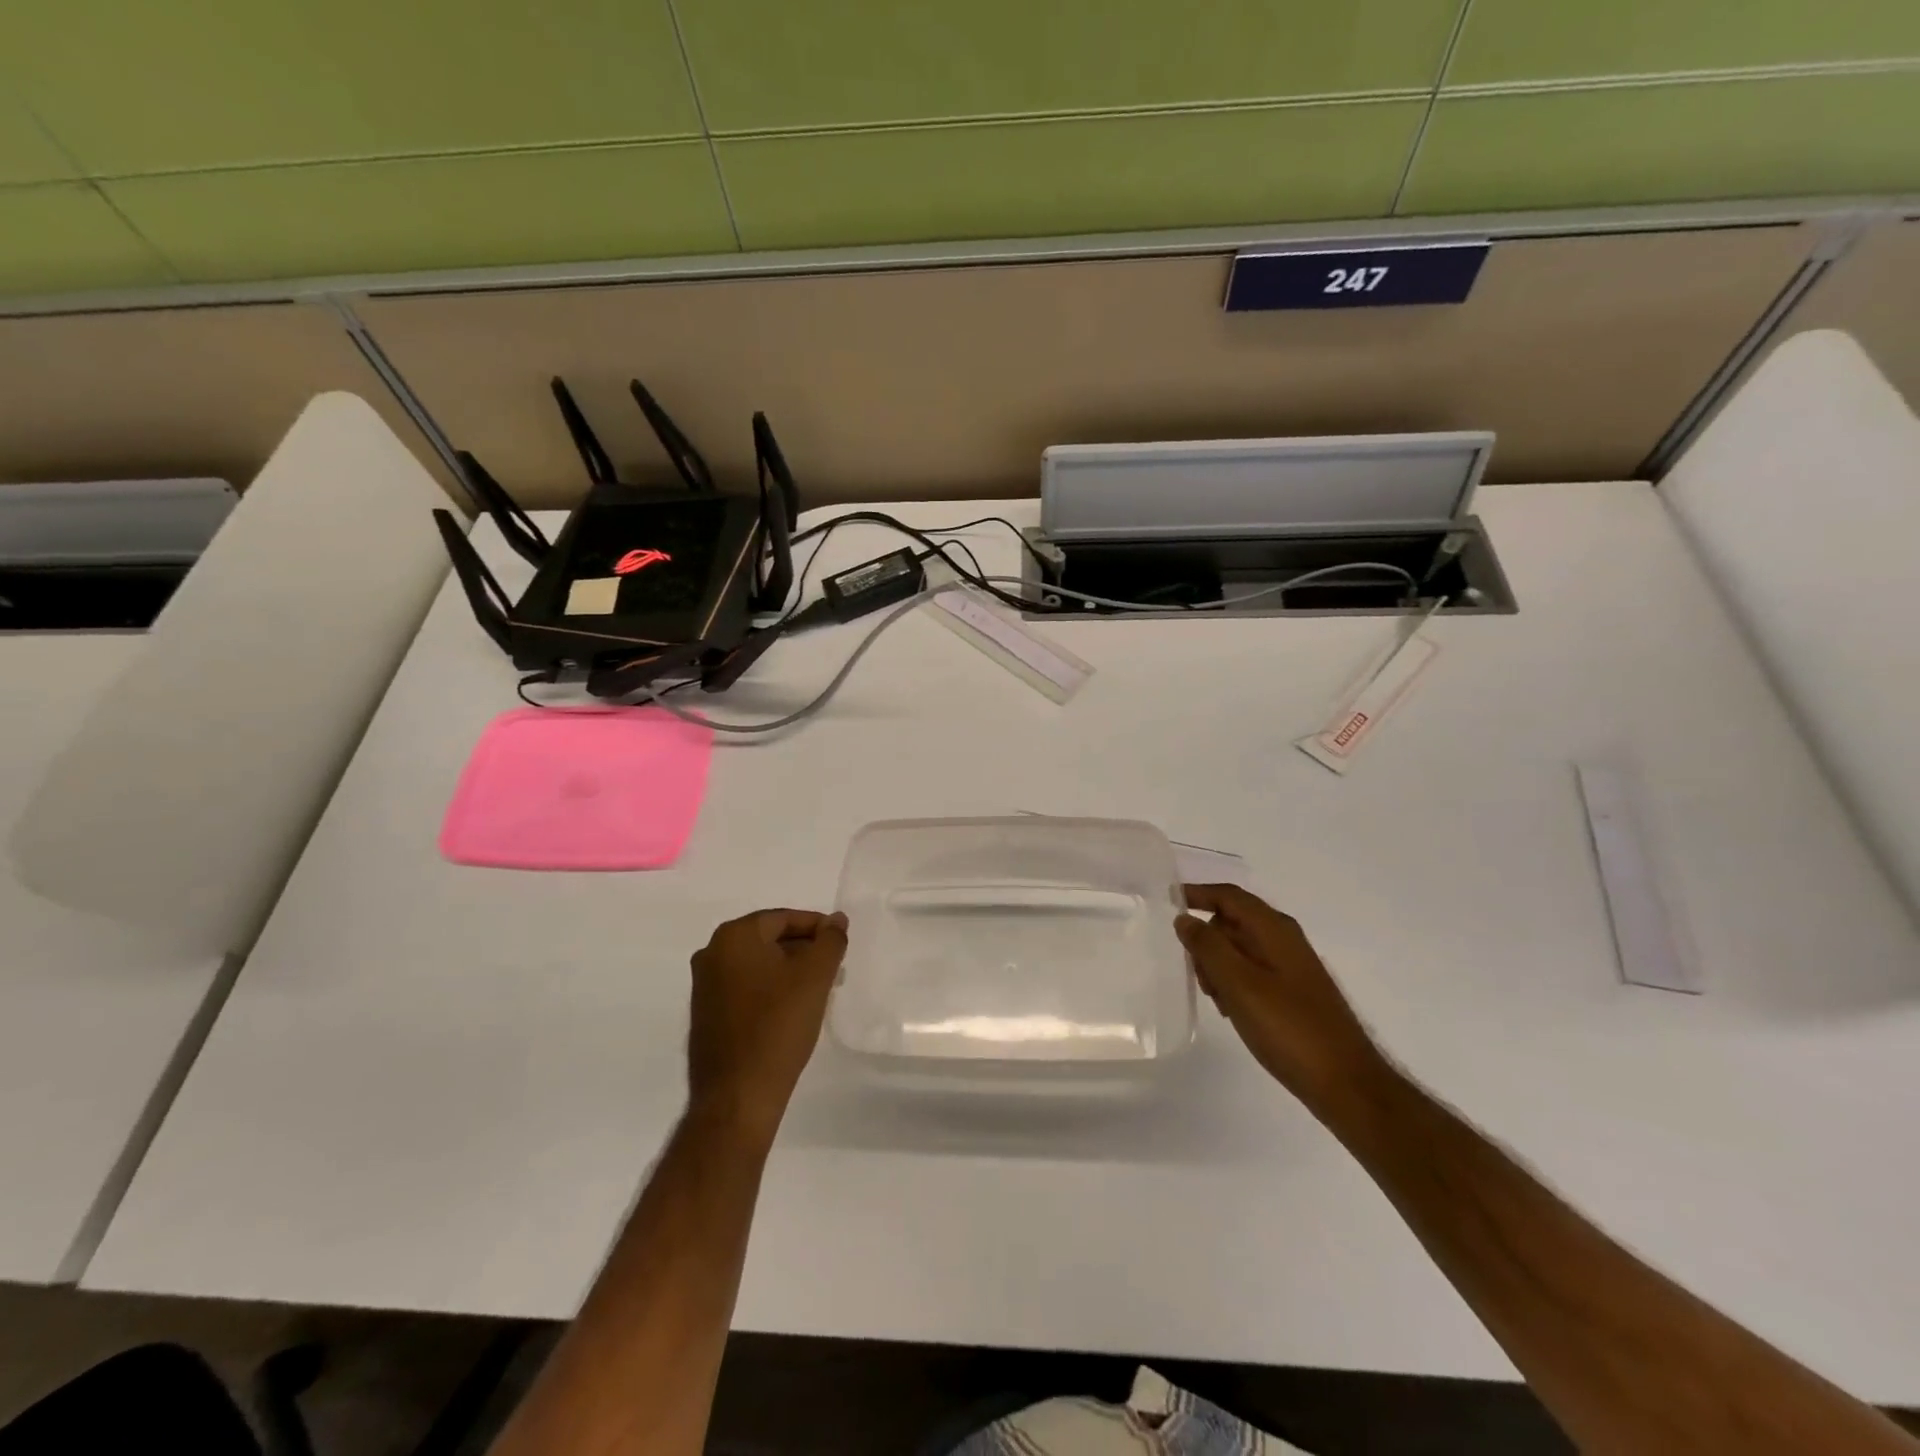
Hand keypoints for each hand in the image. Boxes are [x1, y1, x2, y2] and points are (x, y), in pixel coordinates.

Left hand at [687, 909, 848, 1142]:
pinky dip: (770, 990)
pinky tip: (792, 1010)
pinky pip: (745, 988)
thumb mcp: (815, 976)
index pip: (784, 918)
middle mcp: (711, 953)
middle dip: (804, 950)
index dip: (817, 928)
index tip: (840, 945)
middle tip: (834, 968)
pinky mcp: (706, 1014)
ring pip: (758, 965)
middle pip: (769, 939)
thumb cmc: (778, 1026)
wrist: (737, 1096)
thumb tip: (836, 920)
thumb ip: (830, 940)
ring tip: (819, 990)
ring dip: (789, 971)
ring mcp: (704, 986)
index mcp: (734, 936)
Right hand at [1175, 884, 1390, 1110]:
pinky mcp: (1293, 991)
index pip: (1229, 896)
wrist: (1345, 1083)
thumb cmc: (1289, 1029)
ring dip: (1218, 964)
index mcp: (1274, 929)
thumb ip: (1209, 947)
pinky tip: (1230, 1009)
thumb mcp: (1239, 984)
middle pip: (1232, 920)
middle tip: (1193, 971)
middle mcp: (1284, 939)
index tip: (1167, 902)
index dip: (1197, 894)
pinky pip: (1252, 971)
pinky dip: (1234, 981)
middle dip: (1206, 938)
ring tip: (1213, 996)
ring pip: (1240, 948)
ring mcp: (1291, 966)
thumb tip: (1185, 918)